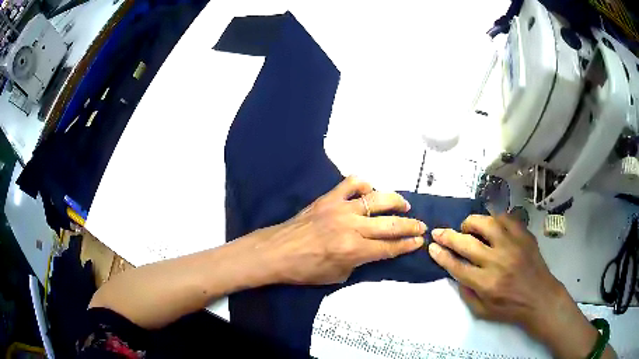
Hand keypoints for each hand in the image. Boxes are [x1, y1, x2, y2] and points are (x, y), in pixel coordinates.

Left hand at [244, 176, 426, 284]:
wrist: (276, 252)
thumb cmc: (305, 270)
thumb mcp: (338, 276)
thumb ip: (359, 261)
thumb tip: (372, 249)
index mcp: (354, 250)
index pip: (389, 247)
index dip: (407, 245)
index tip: (419, 241)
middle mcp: (351, 227)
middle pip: (390, 224)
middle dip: (410, 225)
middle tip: (421, 226)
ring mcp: (340, 208)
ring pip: (377, 199)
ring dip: (395, 201)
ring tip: (404, 205)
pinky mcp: (328, 198)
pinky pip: (351, 184)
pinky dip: (364, 185)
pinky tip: (369, 191)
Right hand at [427, 214, 559, 332]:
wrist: (540, 298)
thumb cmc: (510, 308)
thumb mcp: (482, 312)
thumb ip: (466, 293)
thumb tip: (456, 273)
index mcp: (486, 283)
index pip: (457, 266)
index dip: (442, 256)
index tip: (432, 247)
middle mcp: (498, 261)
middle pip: (467, 243)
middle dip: (448, 236)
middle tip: (438, 232)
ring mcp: (513, 245)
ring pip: (487, 223)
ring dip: (471, 223)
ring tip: (466, 227)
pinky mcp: (524, 236)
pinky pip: (507, 218)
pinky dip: (495, 219)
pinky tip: (491, 224)